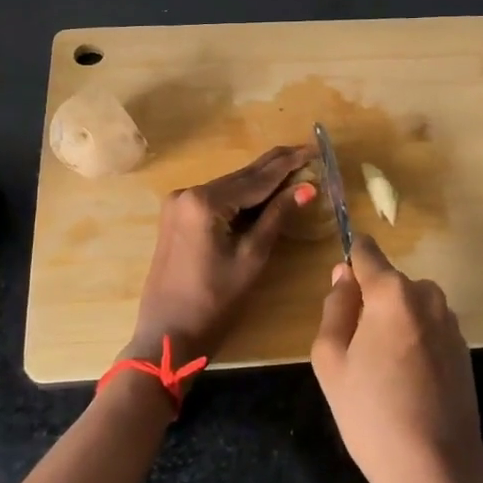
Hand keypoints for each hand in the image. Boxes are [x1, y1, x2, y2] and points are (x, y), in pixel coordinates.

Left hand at [128, 144, 313, 366]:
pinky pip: (217, 199)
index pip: (257, 177)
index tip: (314, 147)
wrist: (167, 335)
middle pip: (242, 176)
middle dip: (276, 167)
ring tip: (296, 170)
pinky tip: (265, 193)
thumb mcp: (251, 257)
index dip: (289, 163)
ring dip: (261, 181)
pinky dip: (242, 197)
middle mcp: (188, 192)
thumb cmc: (213, 302)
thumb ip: (277, 217)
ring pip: (230, 186)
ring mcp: (178, 203)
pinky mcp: (177, 216)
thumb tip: (307, 187)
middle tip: (309, 152)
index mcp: (205, 201)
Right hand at [312, 235, 482, 482]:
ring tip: (382, 373)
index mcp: (392, 292)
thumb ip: (335, 307)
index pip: (366, 251)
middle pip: (389, 282)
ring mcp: (450, 321)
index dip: (350, 263)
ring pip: (409, 306)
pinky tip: (408, 384)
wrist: (438, 473)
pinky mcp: (464, 348)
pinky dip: (414, 343)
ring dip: (394, 324)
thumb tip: (343, 276)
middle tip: (356, 352)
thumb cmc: (372, 415)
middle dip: (370, 304)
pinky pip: (428, 328)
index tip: (339, 290)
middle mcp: (427, 295)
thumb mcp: (331, 360)